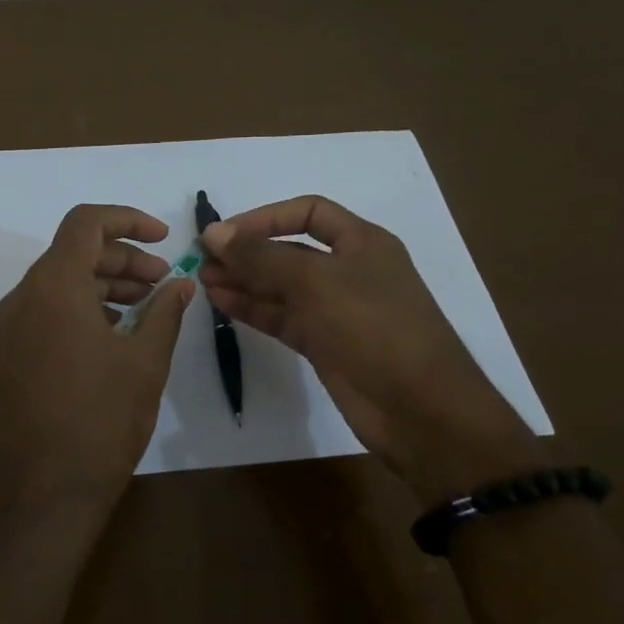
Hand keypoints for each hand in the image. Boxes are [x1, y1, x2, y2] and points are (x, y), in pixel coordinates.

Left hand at [0, 204, 192, 518]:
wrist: (45, 492)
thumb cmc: (101, 420)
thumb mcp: (145, 361)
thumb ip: (165, 312)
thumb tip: (182, 284)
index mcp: (53, 287)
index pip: (85, 223)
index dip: (128, 220)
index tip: (165, 239)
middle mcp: (24, 297)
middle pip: (74, 251)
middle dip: (123, 258)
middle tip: (164, 281)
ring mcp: (12, 326)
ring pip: (61, 281)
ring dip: (105, 283)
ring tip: (148, 307)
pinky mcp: (12, 352)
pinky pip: (49, 310)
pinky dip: (85, 307)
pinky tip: (118, 333)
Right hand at [200, 195, 541, 502]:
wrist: (420, 410)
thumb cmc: (374, 328)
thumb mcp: (316, 283)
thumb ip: (261, 256)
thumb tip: (214, 232)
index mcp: (362, 243)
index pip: (308, 213)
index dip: (265, 218)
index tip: (224, 233)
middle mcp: (349, 271)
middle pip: (290, 251)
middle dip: (248, 253)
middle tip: (202, 259)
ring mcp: (336, 310)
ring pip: (282, 287)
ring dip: (244, 281)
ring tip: (203, 281)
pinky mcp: (325, 344)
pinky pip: (283, 318)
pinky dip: (253, 309)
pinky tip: (222, 303)